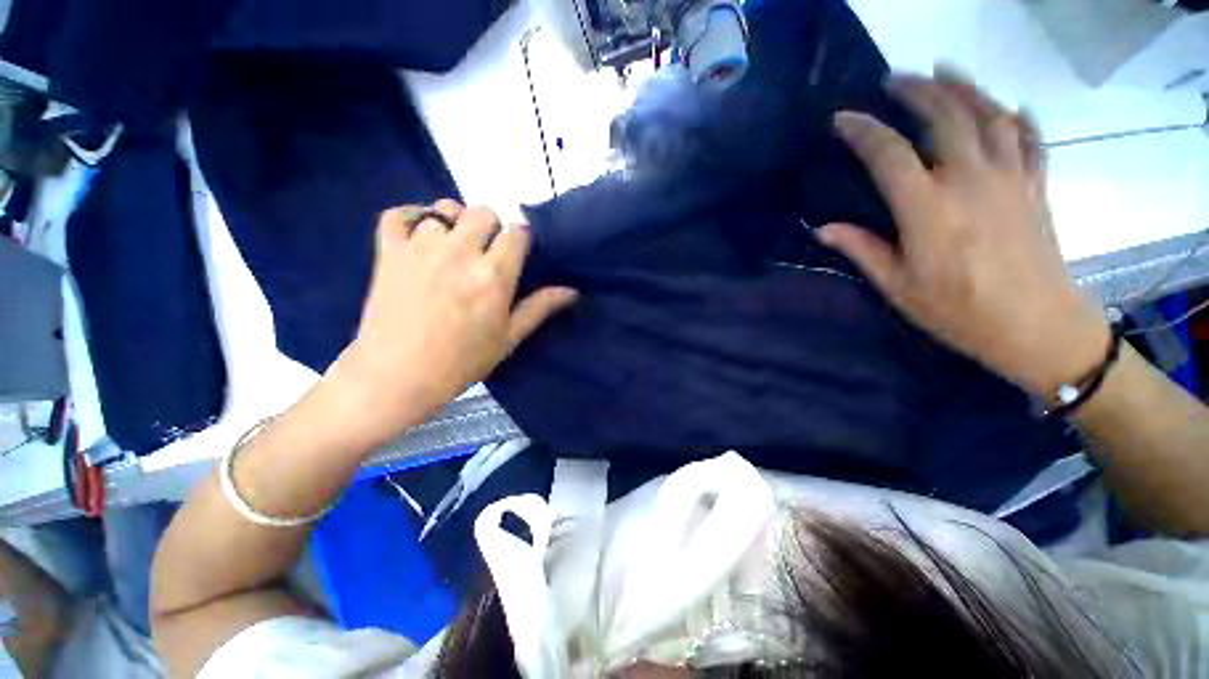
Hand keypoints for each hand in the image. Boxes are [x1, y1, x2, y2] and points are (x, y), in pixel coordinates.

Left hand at [330, 200, 576, 442]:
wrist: (397, 376)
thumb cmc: (461, 362)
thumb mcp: (508, 339)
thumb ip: (539, 308)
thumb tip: (572, 291)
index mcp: (493, 276)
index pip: (517, 232)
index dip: (519, 239)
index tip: (515, 254)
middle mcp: (460, 253)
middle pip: (483, 212)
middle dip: (490, 228)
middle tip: (485, 253)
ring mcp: (421, 248)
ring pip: (445, 209)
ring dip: (454, 224)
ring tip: (452, 249)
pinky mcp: (389, 251)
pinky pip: (400, 214)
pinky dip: (412, 217)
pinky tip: (420, 235)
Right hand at [817, 69, 1108, 397]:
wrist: (1037, 327)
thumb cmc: (959, 312)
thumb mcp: (898, 287)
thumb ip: (862, 250)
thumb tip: (823, 229)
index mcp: (929, 209)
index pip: (889, 154)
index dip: (862, 131)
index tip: (841, 119)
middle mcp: (972, 180)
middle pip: (946, 116)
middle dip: (917, 90)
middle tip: (894, 78)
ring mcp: (1011, 177)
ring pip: (990, 114)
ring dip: (965, 87)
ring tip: (944, 72)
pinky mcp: (1036, 185)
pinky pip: (1030, 137)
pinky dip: (1017, 115)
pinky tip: (1006, 105)